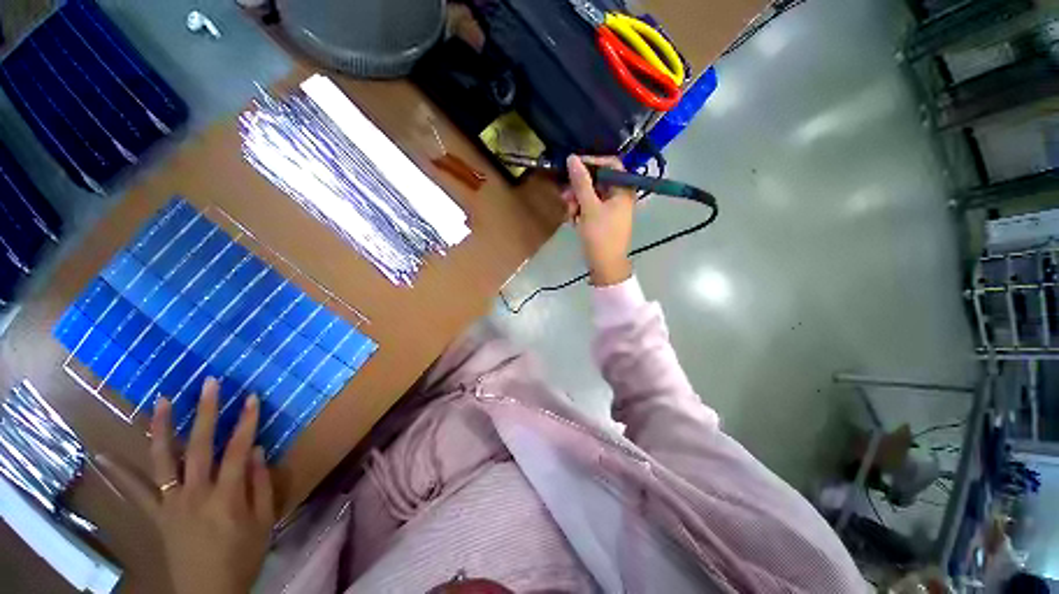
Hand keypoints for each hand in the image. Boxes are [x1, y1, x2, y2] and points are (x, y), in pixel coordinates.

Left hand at [97, 378, 274, 593]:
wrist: (209, 593)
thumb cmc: (243, 556)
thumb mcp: (264, 522)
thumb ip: (261, 485)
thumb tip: (258, 449)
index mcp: (226, 496)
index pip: (238, 449)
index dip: (246, 421)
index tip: (250, 396)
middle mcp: (195, 493)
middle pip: (200, 446)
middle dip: (205, 411)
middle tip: (208, 383)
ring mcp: (171, 503)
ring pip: (163, 460)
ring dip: (162, 428)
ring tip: (162, 401)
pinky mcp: (157, 515)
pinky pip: (135, 492)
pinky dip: (118, 473)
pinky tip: (102, 455)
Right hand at [562, 155, 635, 285]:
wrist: (605, 266)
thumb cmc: (600, 235)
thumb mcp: (589, 207)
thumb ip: (581, 182)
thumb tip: (572, 158)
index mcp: (623, 189)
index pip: (610, 163)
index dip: (591, 162)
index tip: (572, 167)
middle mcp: (620, 195)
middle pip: (597, 180)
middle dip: (579, 188)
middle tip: (565, 197)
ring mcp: (612, 208)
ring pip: (590, 194)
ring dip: (576, 201)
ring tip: (569, 214)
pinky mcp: (604, 219)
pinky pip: (590, 207)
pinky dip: (580, 211)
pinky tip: (573, 221)